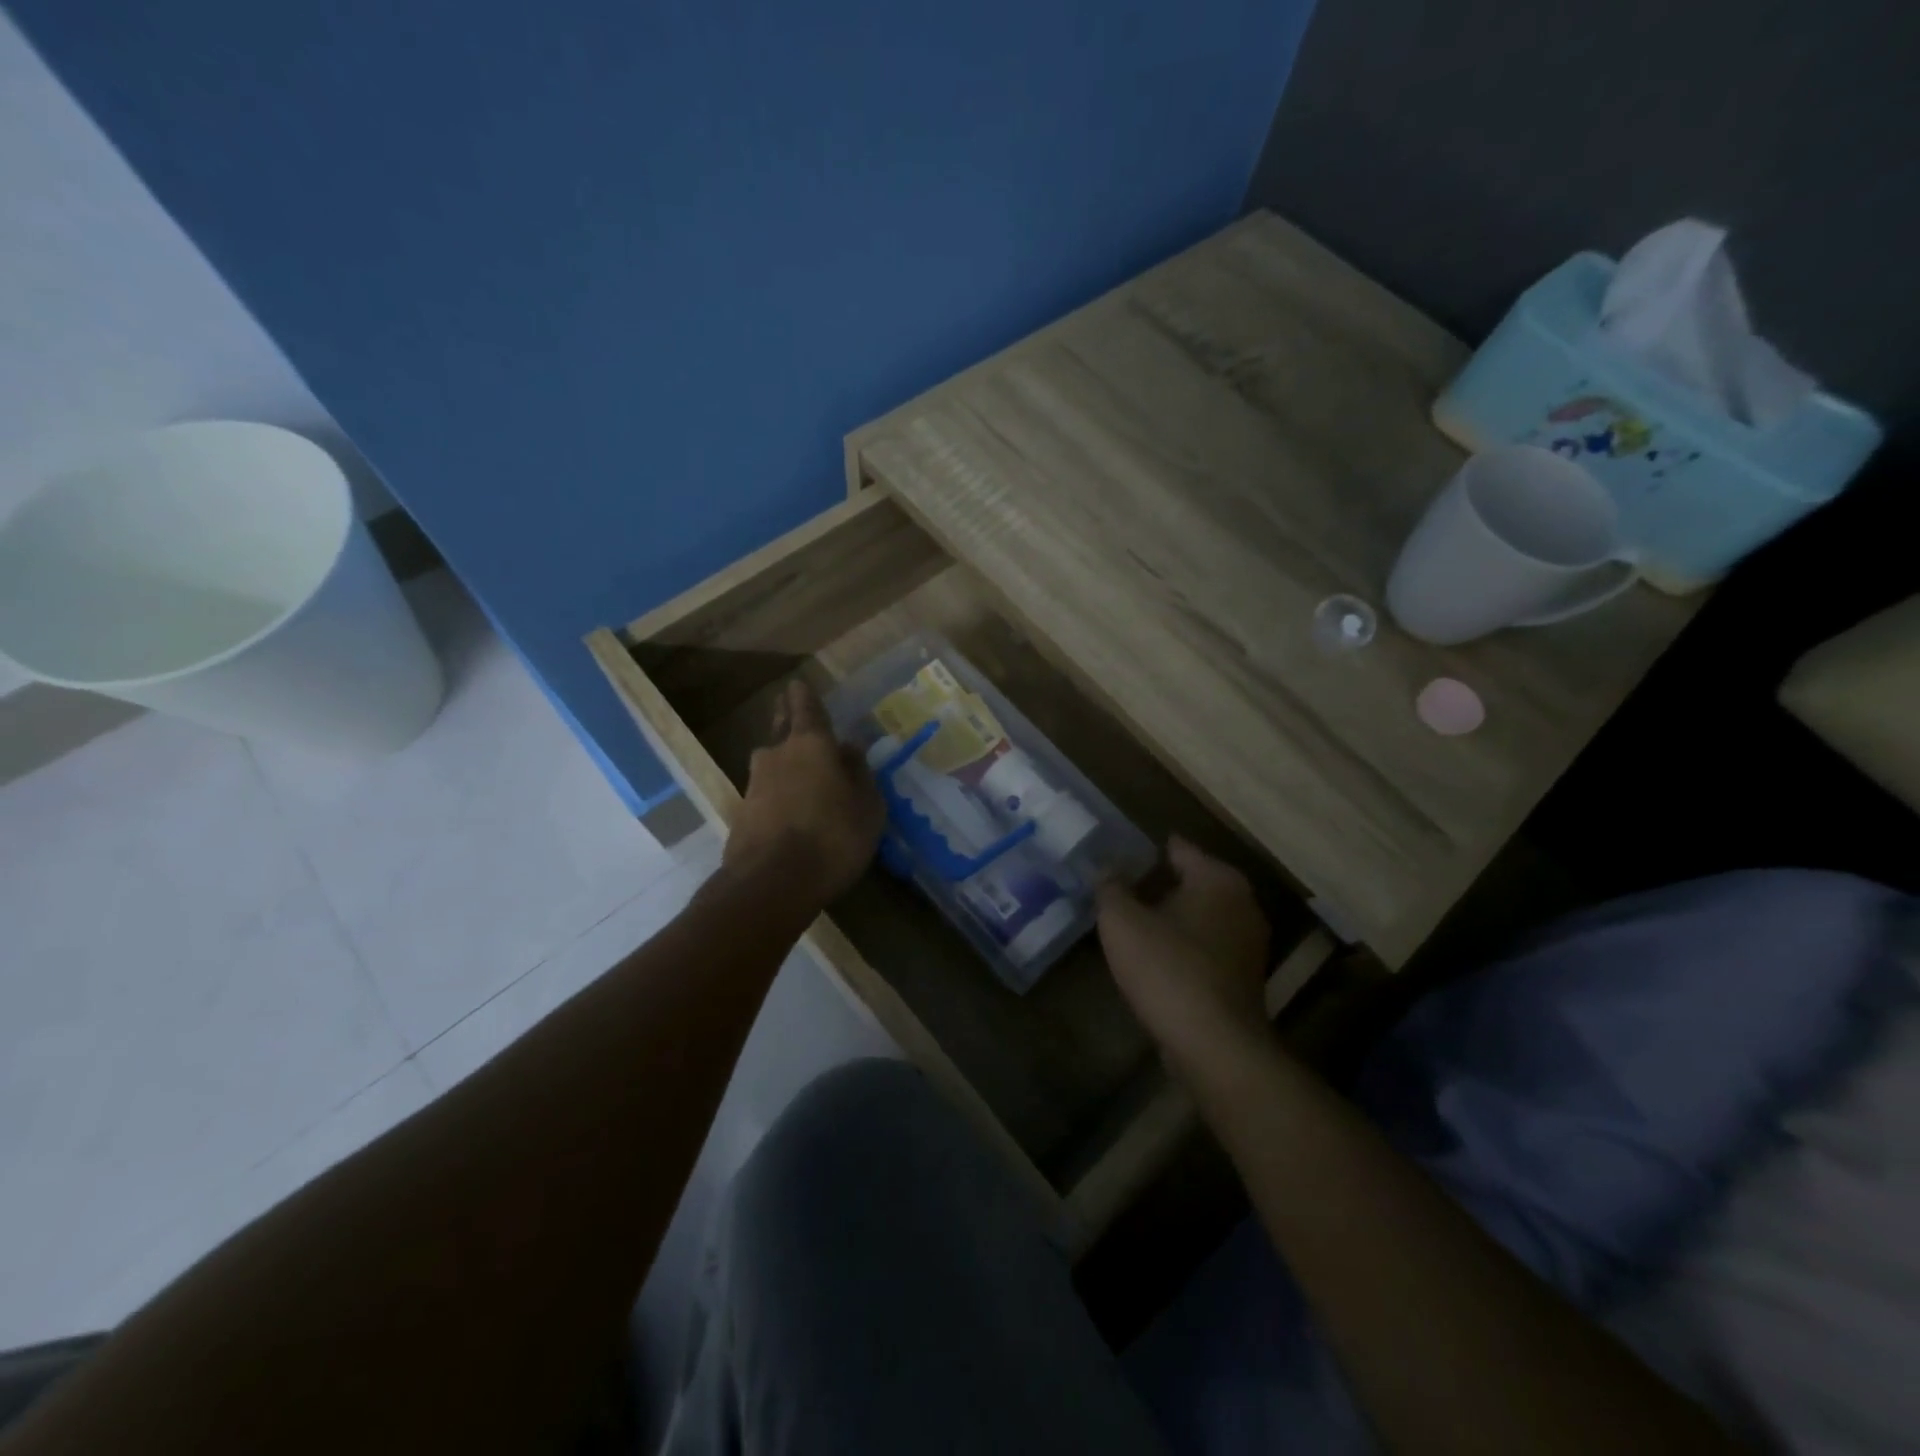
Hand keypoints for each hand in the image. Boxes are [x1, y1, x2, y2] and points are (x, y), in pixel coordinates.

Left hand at [724, 679, 884, 902]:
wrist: (771, 884)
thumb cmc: (832, 837)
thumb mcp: (867, 806)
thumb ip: (860, 773)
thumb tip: (850, 749)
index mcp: (811, 745)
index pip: (806, 708)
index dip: (804, 696)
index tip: (798, 683)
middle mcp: (777, 755)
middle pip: (781, 729)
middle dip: (786, 718)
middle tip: (789, 709)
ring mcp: (754, 784)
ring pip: (772, 762)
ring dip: (783, 761)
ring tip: (799, 770)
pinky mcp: (742, 814)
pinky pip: (765, 793)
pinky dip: (777, 794)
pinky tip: (789, 808)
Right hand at [1097, 837, 1272, 1076]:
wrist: (1214, 1045)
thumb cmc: (1167, 969)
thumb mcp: (1122, 922)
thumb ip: (1110, 888)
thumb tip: (1106, 869)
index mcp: (1217, 879)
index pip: (1178, 848)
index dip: (1144, 850)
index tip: (1116, 855)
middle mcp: (1242, 903)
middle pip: (1192, 881)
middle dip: (1157, 884)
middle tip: (1118, 889)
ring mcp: (1249, 943)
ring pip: (1200, 916)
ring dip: (1170, 917)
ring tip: (1131, 923)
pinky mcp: (1245, 977)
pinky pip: (1206, 947)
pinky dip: (1183, 946)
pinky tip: (1154, 958)